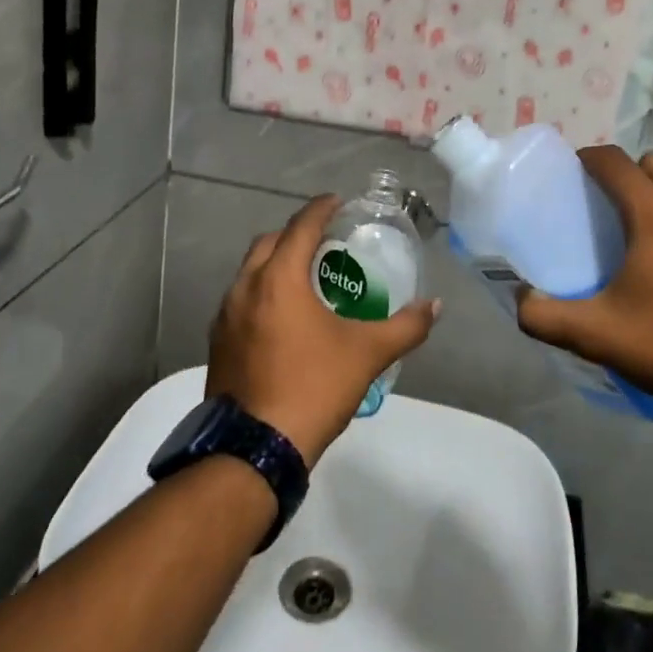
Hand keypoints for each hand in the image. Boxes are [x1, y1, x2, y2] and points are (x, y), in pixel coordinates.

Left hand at [207, 195, 440, 466]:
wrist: (255, 449)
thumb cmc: (313, 388)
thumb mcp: (367, 354)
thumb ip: (405, 327)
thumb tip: (435, 306)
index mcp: (278, 280)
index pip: (301, 227)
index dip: (321, 209)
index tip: (338, 202)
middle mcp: (245, 288)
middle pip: (270, 243)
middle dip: (296, 233)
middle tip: (325, 241)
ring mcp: (225, 317)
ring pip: (250, 272)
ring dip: (276, 264)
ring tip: (306, 277)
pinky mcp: (218, 344)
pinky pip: (241, 301)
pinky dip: (262, 293)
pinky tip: (283, 318)